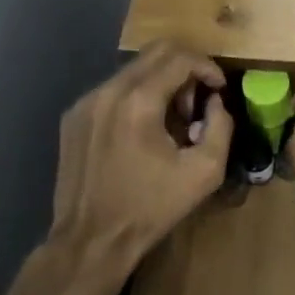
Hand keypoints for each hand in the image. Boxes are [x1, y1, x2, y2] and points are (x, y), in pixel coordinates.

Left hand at [46, 41, 232, 287]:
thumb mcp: (204, 172)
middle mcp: (109, 90)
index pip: (181, 57)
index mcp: (140, 101)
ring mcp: (87, 101)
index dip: (208, 67)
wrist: (90, 243)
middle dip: (186, 69)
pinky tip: (141, 131)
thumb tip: (215, 102)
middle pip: (157, 51)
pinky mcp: (74, 115)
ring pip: (135, 67)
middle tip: (195, 103)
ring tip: (170, 120)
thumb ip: (221, 126)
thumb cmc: (150, 209)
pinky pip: (114, 87)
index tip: (219, 90)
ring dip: (161, 82)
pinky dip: (137, 95)